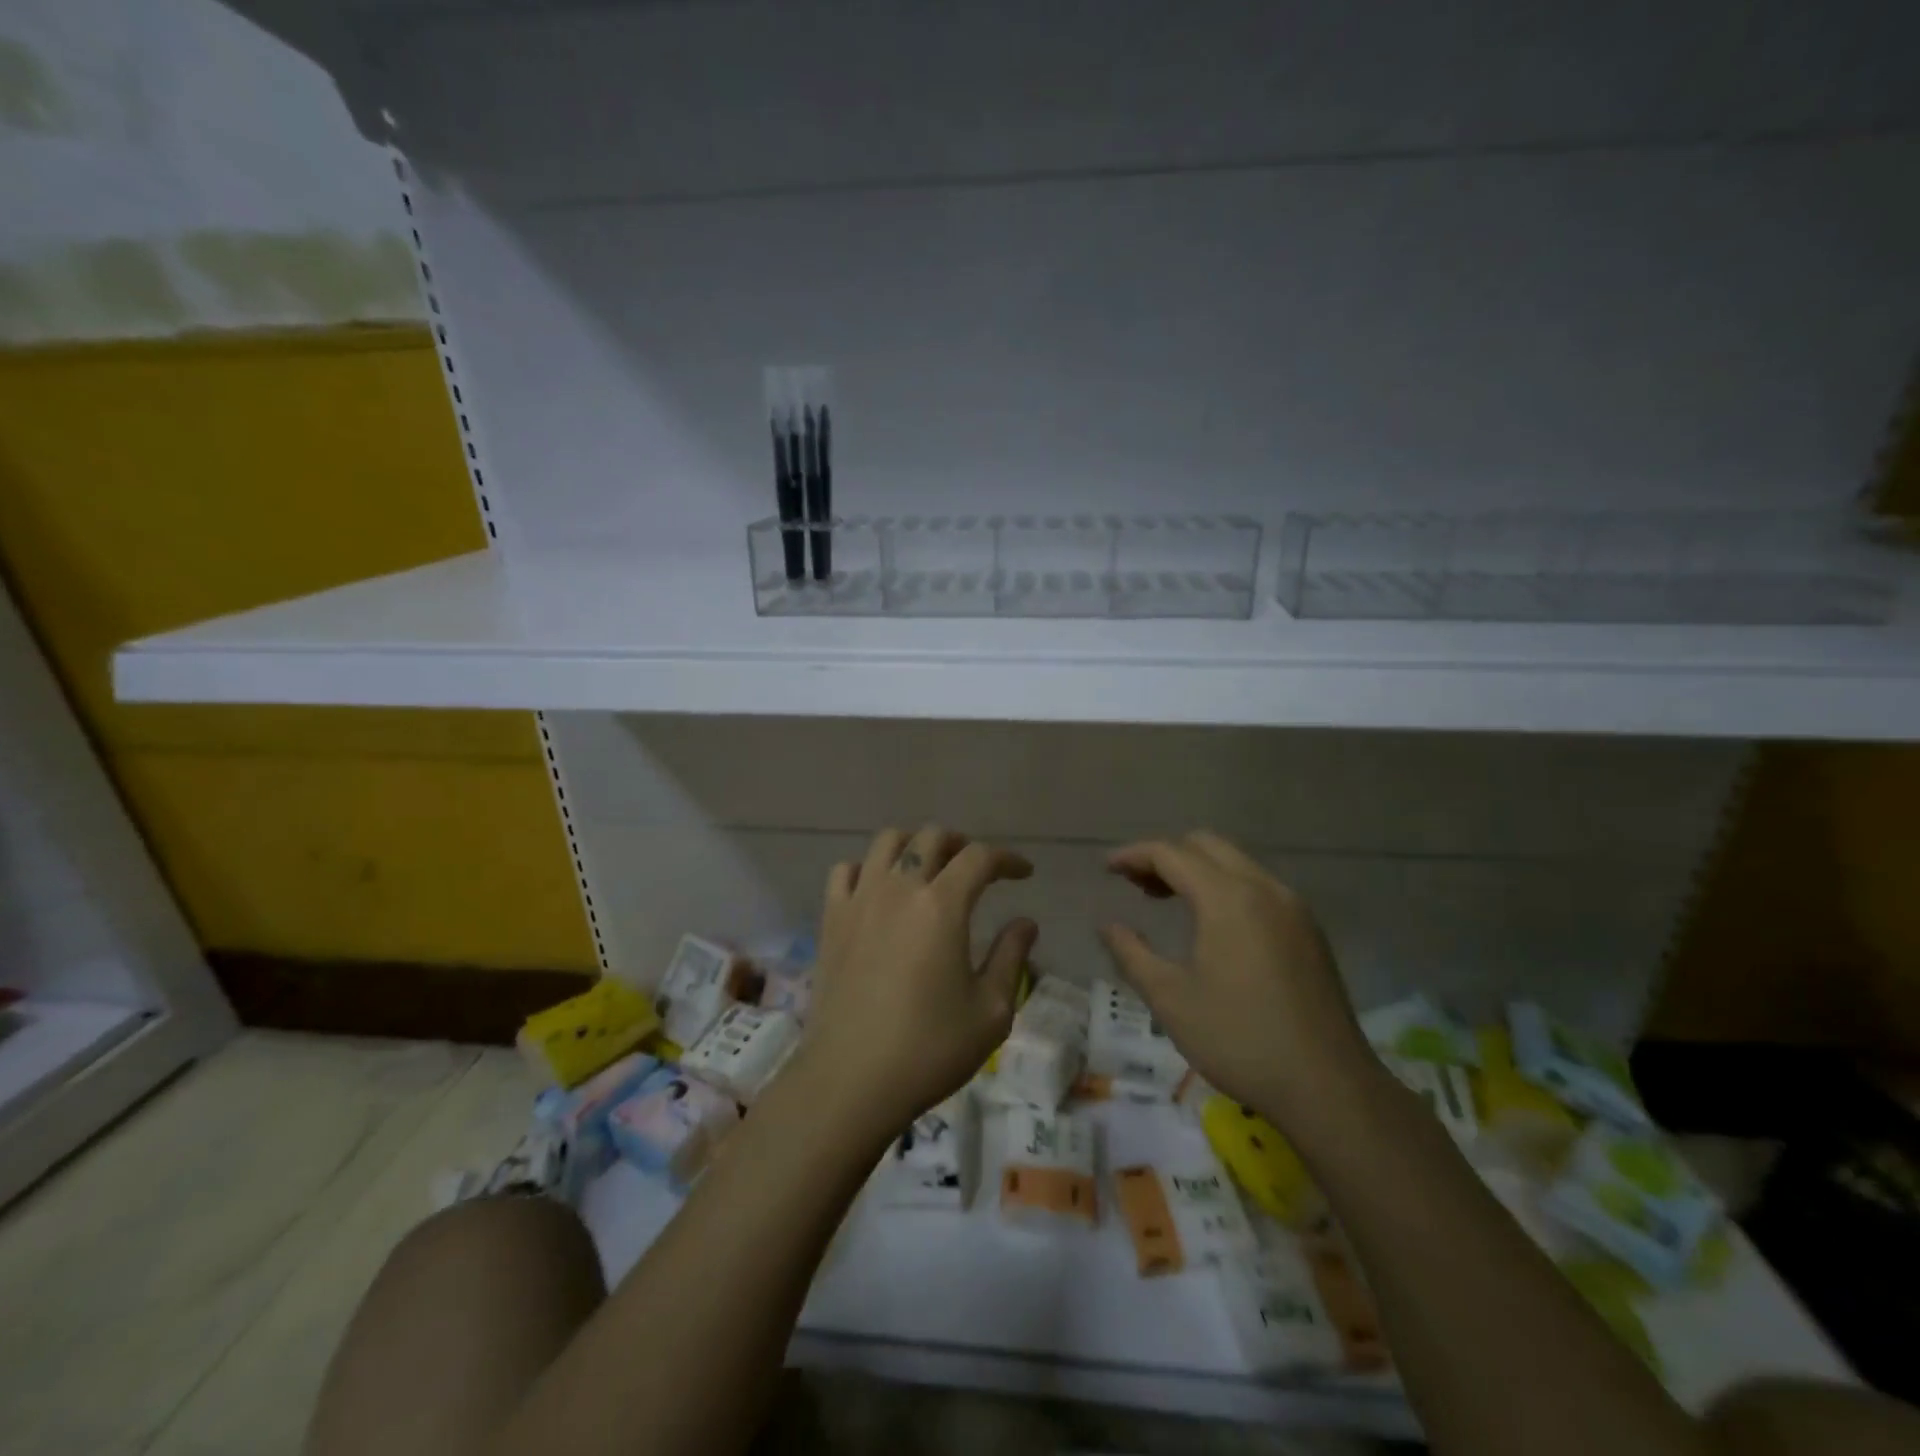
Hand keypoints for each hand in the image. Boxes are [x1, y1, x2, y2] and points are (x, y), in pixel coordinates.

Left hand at [802, 825, 1036, 1134]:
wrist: (851, 1080)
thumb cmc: (929, 1049)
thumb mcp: (991, 1011)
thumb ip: (1011, 957)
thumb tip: (1026, 923)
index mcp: (942, 906)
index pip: (980, 858)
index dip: (1007, 859)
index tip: (1024, 874)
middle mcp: (899, 888)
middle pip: (932, 838)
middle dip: (962, 844)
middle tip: (977, 868)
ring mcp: (859, 900)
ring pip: (887, 841)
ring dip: (914, 844)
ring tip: (929, 868)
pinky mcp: (831, 920)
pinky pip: (846, 871)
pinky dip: (868, 869)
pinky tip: (879, 891)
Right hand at [1099, 832, 1376, 1142]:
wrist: (1329, 1088)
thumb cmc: (1239, 1039)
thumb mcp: (1170, 999)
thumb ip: (1131, 953)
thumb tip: (1107, 925)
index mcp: (1228, 898)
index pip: (1171, 853)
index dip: (1133, 855)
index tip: (1106, 869)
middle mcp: (1264, 888)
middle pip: (1206, 845)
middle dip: (1166, 856)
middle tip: (1136, 886)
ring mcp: (1293, 907)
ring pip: (1235, 863)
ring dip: (1197, 870)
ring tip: (1167, 901)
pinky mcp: (1309, 931)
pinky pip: (1258, 886)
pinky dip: (1225, 887)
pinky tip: (1213, 925)